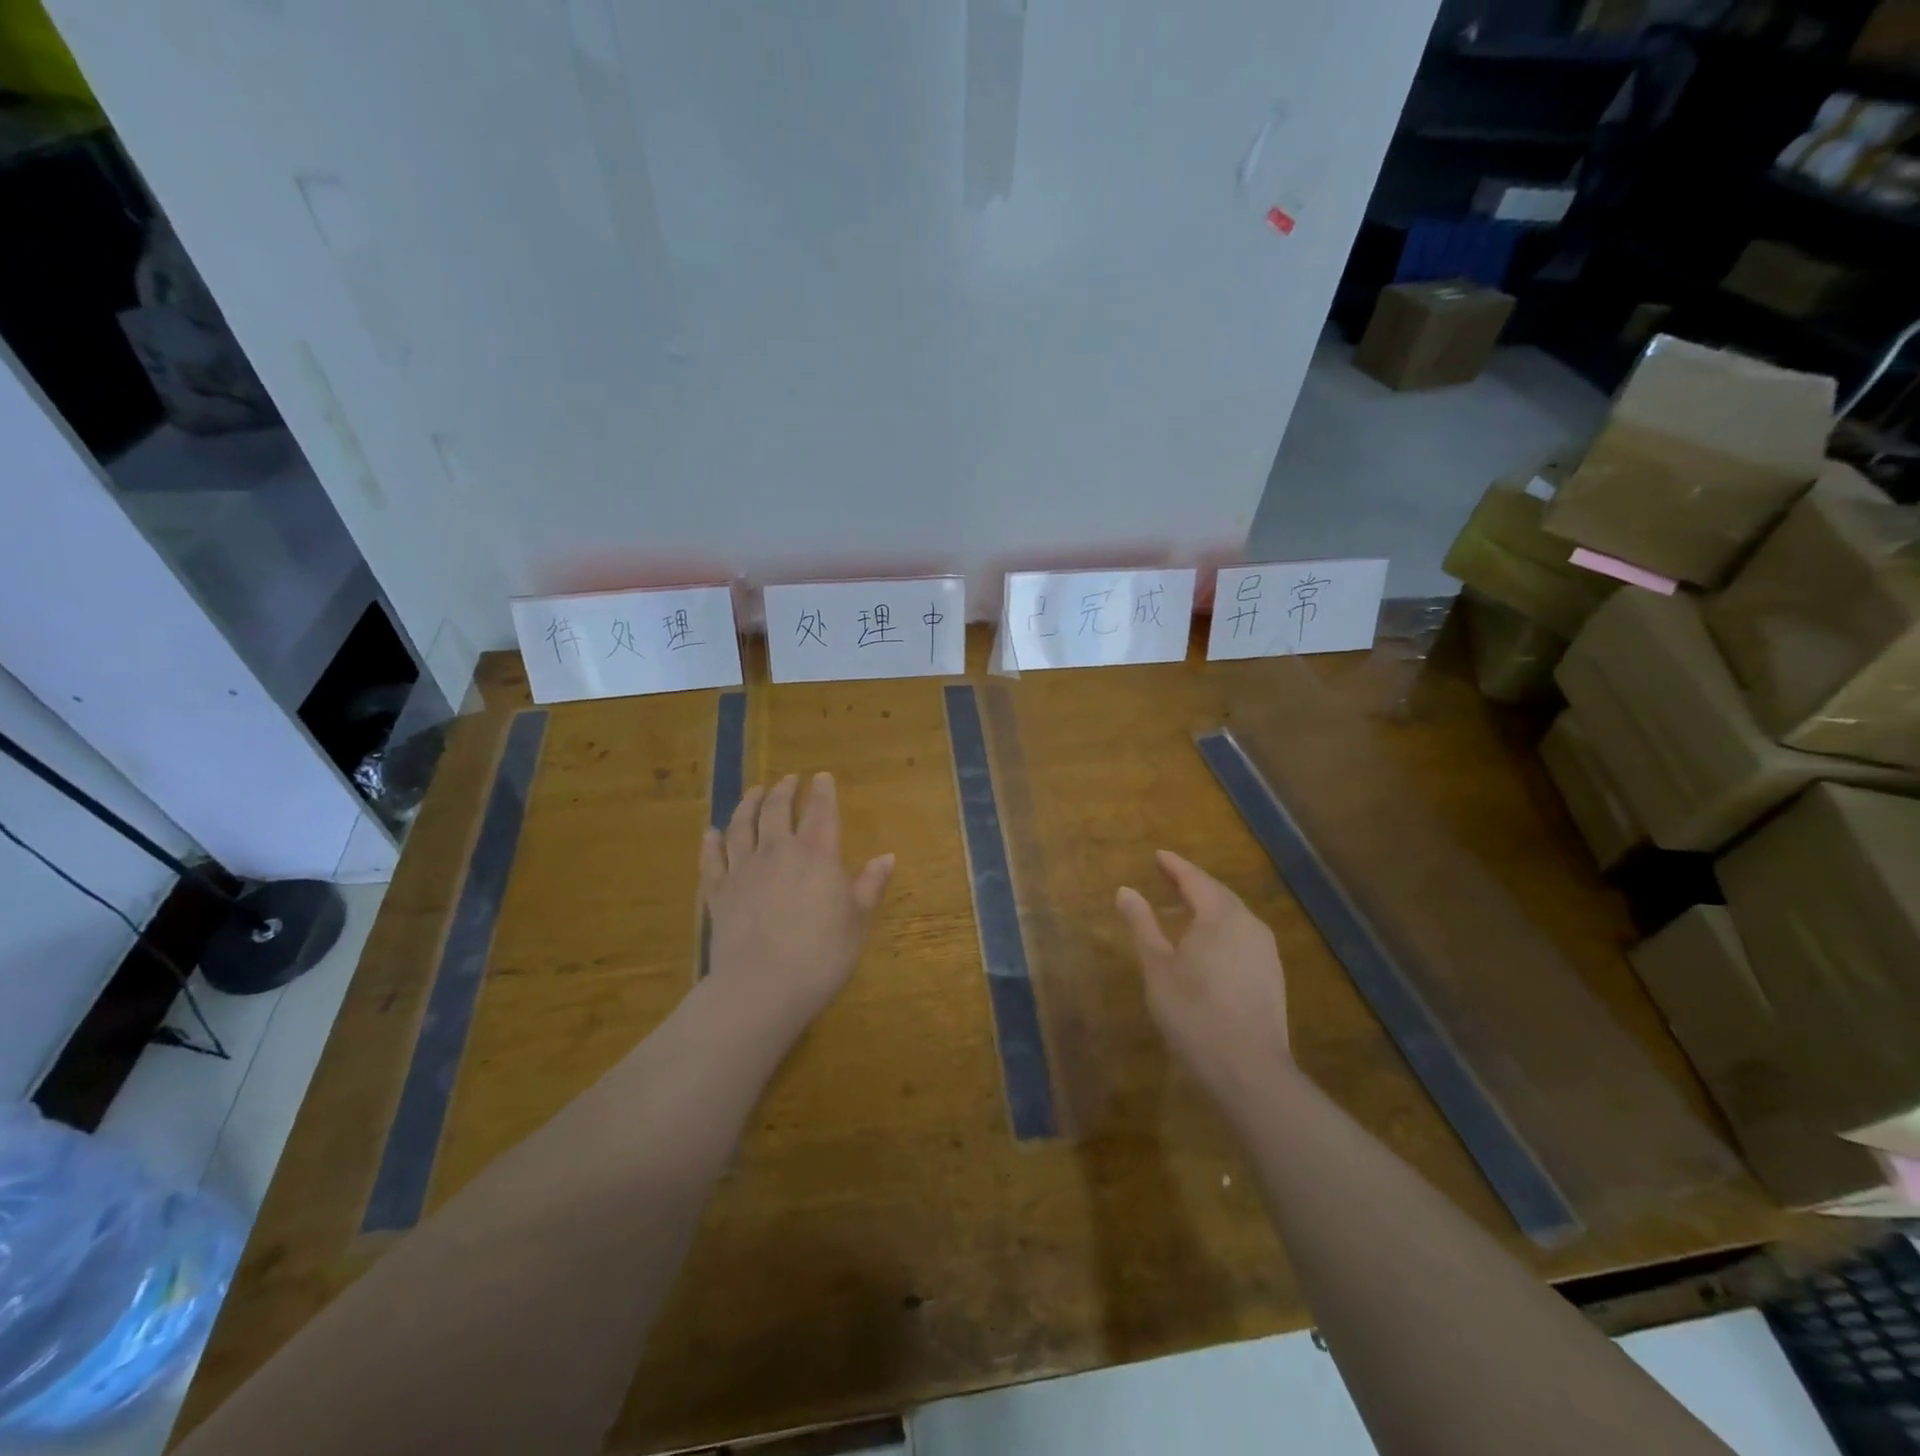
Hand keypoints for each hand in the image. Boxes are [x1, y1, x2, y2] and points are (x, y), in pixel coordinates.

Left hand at [700, 772, 893, 1040]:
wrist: (762, 987)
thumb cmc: (822, 954)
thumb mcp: (859, 921)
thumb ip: (871, 885)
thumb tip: (887, 856)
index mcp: (817, 854)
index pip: (821, 811)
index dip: (822, 791)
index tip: (822, 776)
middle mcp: (777, 851)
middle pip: (776, 809)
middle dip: (783, 790)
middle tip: (788, 779)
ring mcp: (743, 870)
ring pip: (742, 826)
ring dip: (748, 804)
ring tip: (754, 791)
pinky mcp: (718, 893)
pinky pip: (713, 860)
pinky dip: (712, 843)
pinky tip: (711, 833)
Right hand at [1116, 851, 1290, 1106]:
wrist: (1249, 1069)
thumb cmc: (1194, 1012)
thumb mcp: (1157, 966)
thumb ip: (1142, 924)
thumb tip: (1126, 890)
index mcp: (1220, 916)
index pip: (1195, 879)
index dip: (1174, 866)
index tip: (1158, 855)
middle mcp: (1249, 924)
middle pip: (1218, 894)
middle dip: (1193, 883)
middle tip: (1169, 876)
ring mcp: (1266, 951)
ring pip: (1234, 916)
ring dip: (1210, 906)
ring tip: (1186, 906)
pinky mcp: (1272, 976)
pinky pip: (1243, 937)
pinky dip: (1222, 929)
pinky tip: (1209, 943)